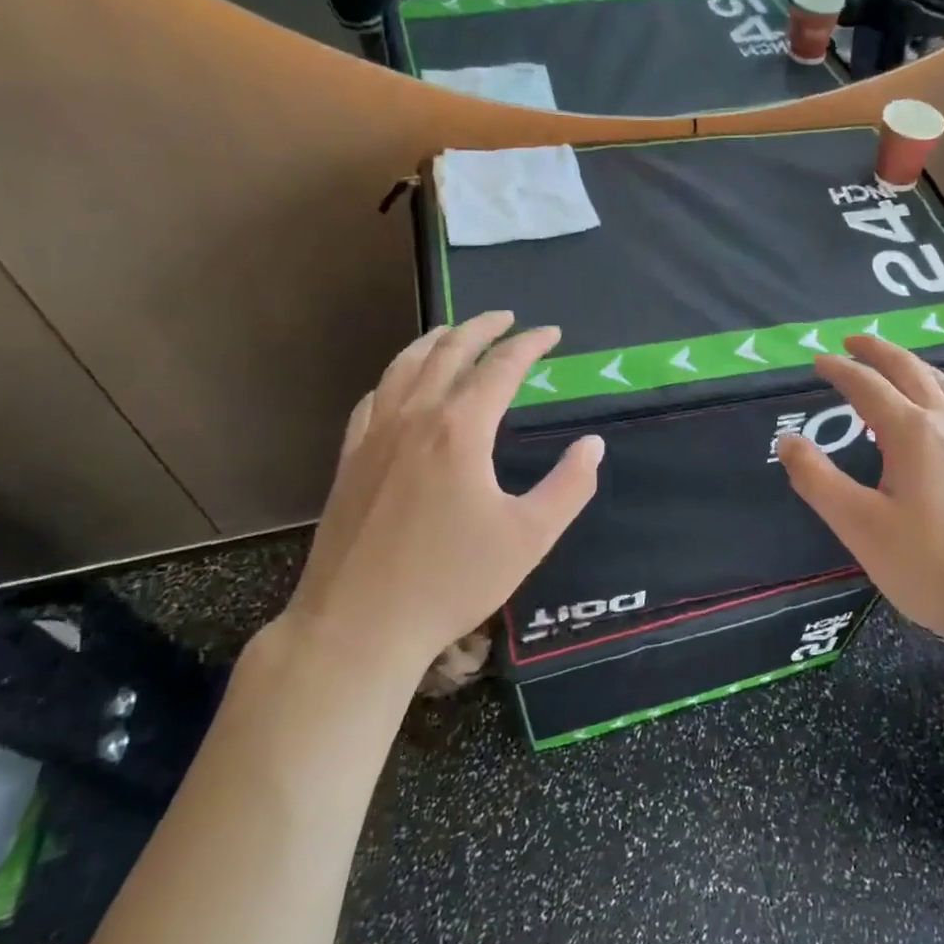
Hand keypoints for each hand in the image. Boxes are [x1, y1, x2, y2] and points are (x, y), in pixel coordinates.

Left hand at [281, 312, 601, 685]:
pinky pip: (375, 397)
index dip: (530, 344)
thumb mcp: (530, 537)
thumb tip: (593, 445)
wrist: (358, 626)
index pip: (501, 367)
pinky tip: (403, 383)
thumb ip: (569, 486)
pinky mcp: (350, 459)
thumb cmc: (452, 581)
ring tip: (456, 331)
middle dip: (483, 327)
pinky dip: (397, 375)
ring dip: (436, 340)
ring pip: (405, 365)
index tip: (551, 333)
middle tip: (509, 317)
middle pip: (450, 351)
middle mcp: (415, 417)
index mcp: (461, 429)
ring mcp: (375, 436)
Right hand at [776, 336, 943, 653]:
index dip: (840, 370)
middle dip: (880, 352)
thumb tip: (788, 440)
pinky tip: (942, 412)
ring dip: (913, 366)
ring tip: (895, 364)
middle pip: (911, 371)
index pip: (868, 387)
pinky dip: (940, 391)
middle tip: (854, 341)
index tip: (817, 360)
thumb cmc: (931, 566)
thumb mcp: (860, 526)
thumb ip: (818, 480)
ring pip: (943, 386)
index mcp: (913, 433)